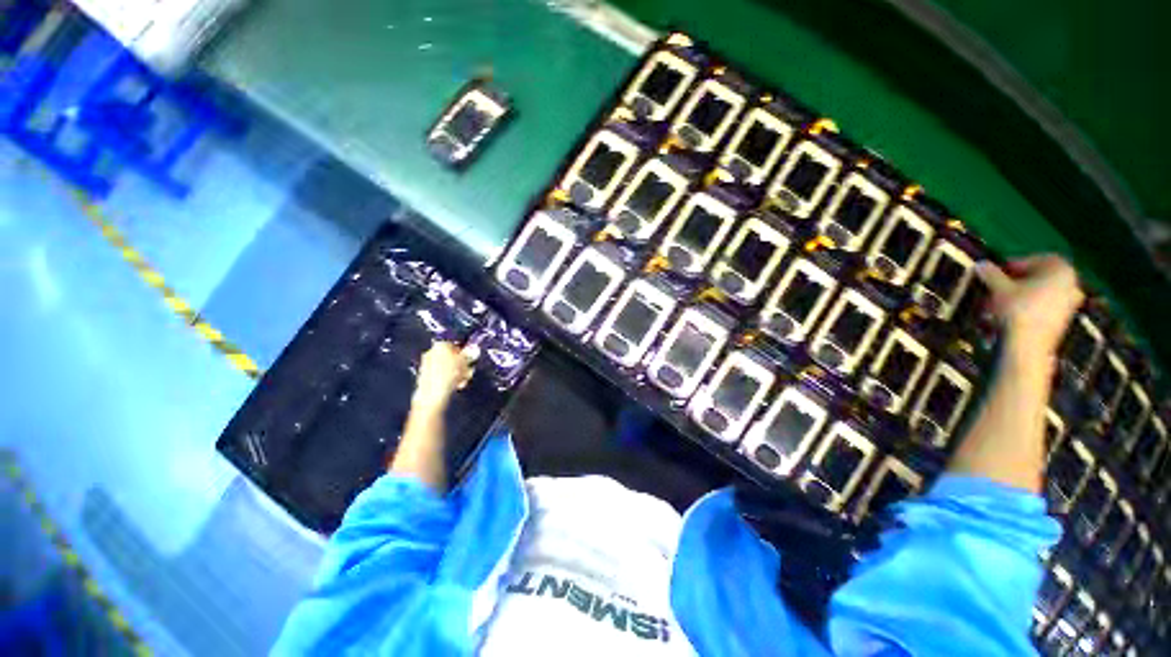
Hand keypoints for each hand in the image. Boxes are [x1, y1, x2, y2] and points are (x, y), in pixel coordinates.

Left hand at [412, 342, 474, 413]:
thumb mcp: (464, 361)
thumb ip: (469, 354)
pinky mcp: (426, 377)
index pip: (455, 345)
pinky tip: (456, 385)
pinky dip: (450, 379)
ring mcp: (427, 365)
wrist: (432, 394)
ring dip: (459, 373)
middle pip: (451, 356)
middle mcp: (431, 352)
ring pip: (448, 367)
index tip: (470, 359)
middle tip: (468, 371)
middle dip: (462, 364)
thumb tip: (474, 349)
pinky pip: (442, 375)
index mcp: (440, 345)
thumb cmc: (449, 374)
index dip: (464, 352)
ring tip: (463, 380)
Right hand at [975, 255, 1083, 361]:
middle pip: (1039, 278)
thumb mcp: (998, 288)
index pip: (1036, 259)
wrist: (1029, 345)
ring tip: (998, 306)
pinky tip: (1010, 318)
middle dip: (1016, 283)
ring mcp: (1071, 303)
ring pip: (1040, 294)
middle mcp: (1072, 283)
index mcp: (1061, 269)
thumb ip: (991, 273)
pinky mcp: (1064, 320)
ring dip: (1019, 298)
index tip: (997, 273)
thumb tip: (981, 264)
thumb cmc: (1017, 310)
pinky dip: (1027, 310)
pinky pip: (1043, 309)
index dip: (1015, 265)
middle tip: (996, 289)